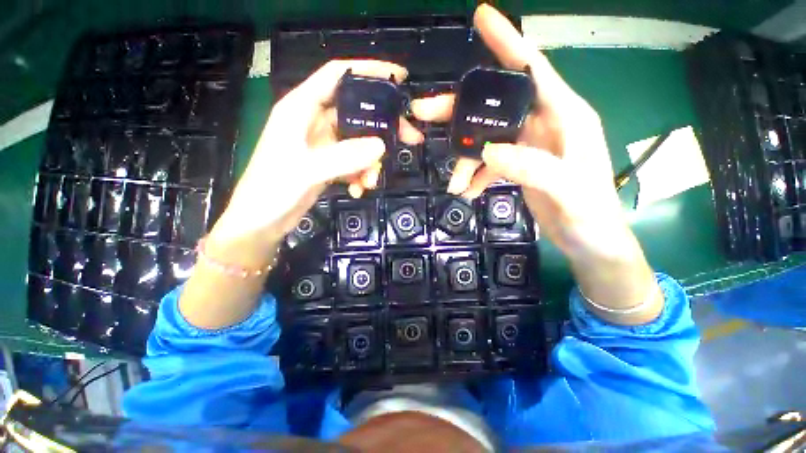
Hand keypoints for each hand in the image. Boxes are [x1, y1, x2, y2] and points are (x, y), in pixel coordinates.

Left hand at [181, 60, 423, 328]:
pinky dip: (361, 174)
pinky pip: (353, 162)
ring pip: (359, 143)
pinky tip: (358, 189)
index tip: (399, 77)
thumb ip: (344, 157)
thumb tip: (381, 146)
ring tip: (371, 182)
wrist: (261, 222)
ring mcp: (323, 144)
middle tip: (409, 138)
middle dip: (382, 126)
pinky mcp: (328, 164)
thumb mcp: (307, 170)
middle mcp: (314, 121)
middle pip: (357, 112)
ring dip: (370, 162)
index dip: (368, 70)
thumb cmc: (272, 190)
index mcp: (301, 108)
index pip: (338, 75)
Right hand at [412, 4, 627, 261]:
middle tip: (424, 112)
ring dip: (466, 157)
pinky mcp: (519, 165)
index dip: (507, 41)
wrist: (589, 240)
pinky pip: (489, 161)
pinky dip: (476, 174)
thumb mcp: (568, 190)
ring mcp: (529, 145)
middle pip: (496, 105)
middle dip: (460, 110)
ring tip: (455, 183)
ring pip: (487, 137)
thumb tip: (489, 152)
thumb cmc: (591, 214)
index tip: (481, 16)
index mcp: (565, 116)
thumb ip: (532, 167)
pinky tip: (469, 190)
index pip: (533, 68)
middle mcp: (545, 123)